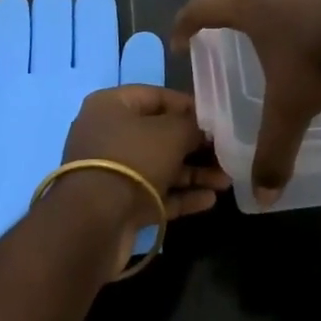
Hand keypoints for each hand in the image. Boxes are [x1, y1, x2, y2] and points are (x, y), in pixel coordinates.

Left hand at [57, 85, 229, 273]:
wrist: (93, 224)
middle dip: (195, 145)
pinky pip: (154, 193)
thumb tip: (204, 129)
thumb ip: (192, 126)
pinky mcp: (118, 204)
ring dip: (193, 173)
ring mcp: (112, 172)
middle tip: (226, 152)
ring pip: (160, 166)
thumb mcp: (171, 133)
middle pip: (160, 134)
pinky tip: (210, 200)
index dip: (189, 105)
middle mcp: (109, 134)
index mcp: (112, 105)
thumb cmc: (133, 160)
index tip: (217, 117)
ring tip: (226, 180)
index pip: (157, 96)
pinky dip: (180, 195)